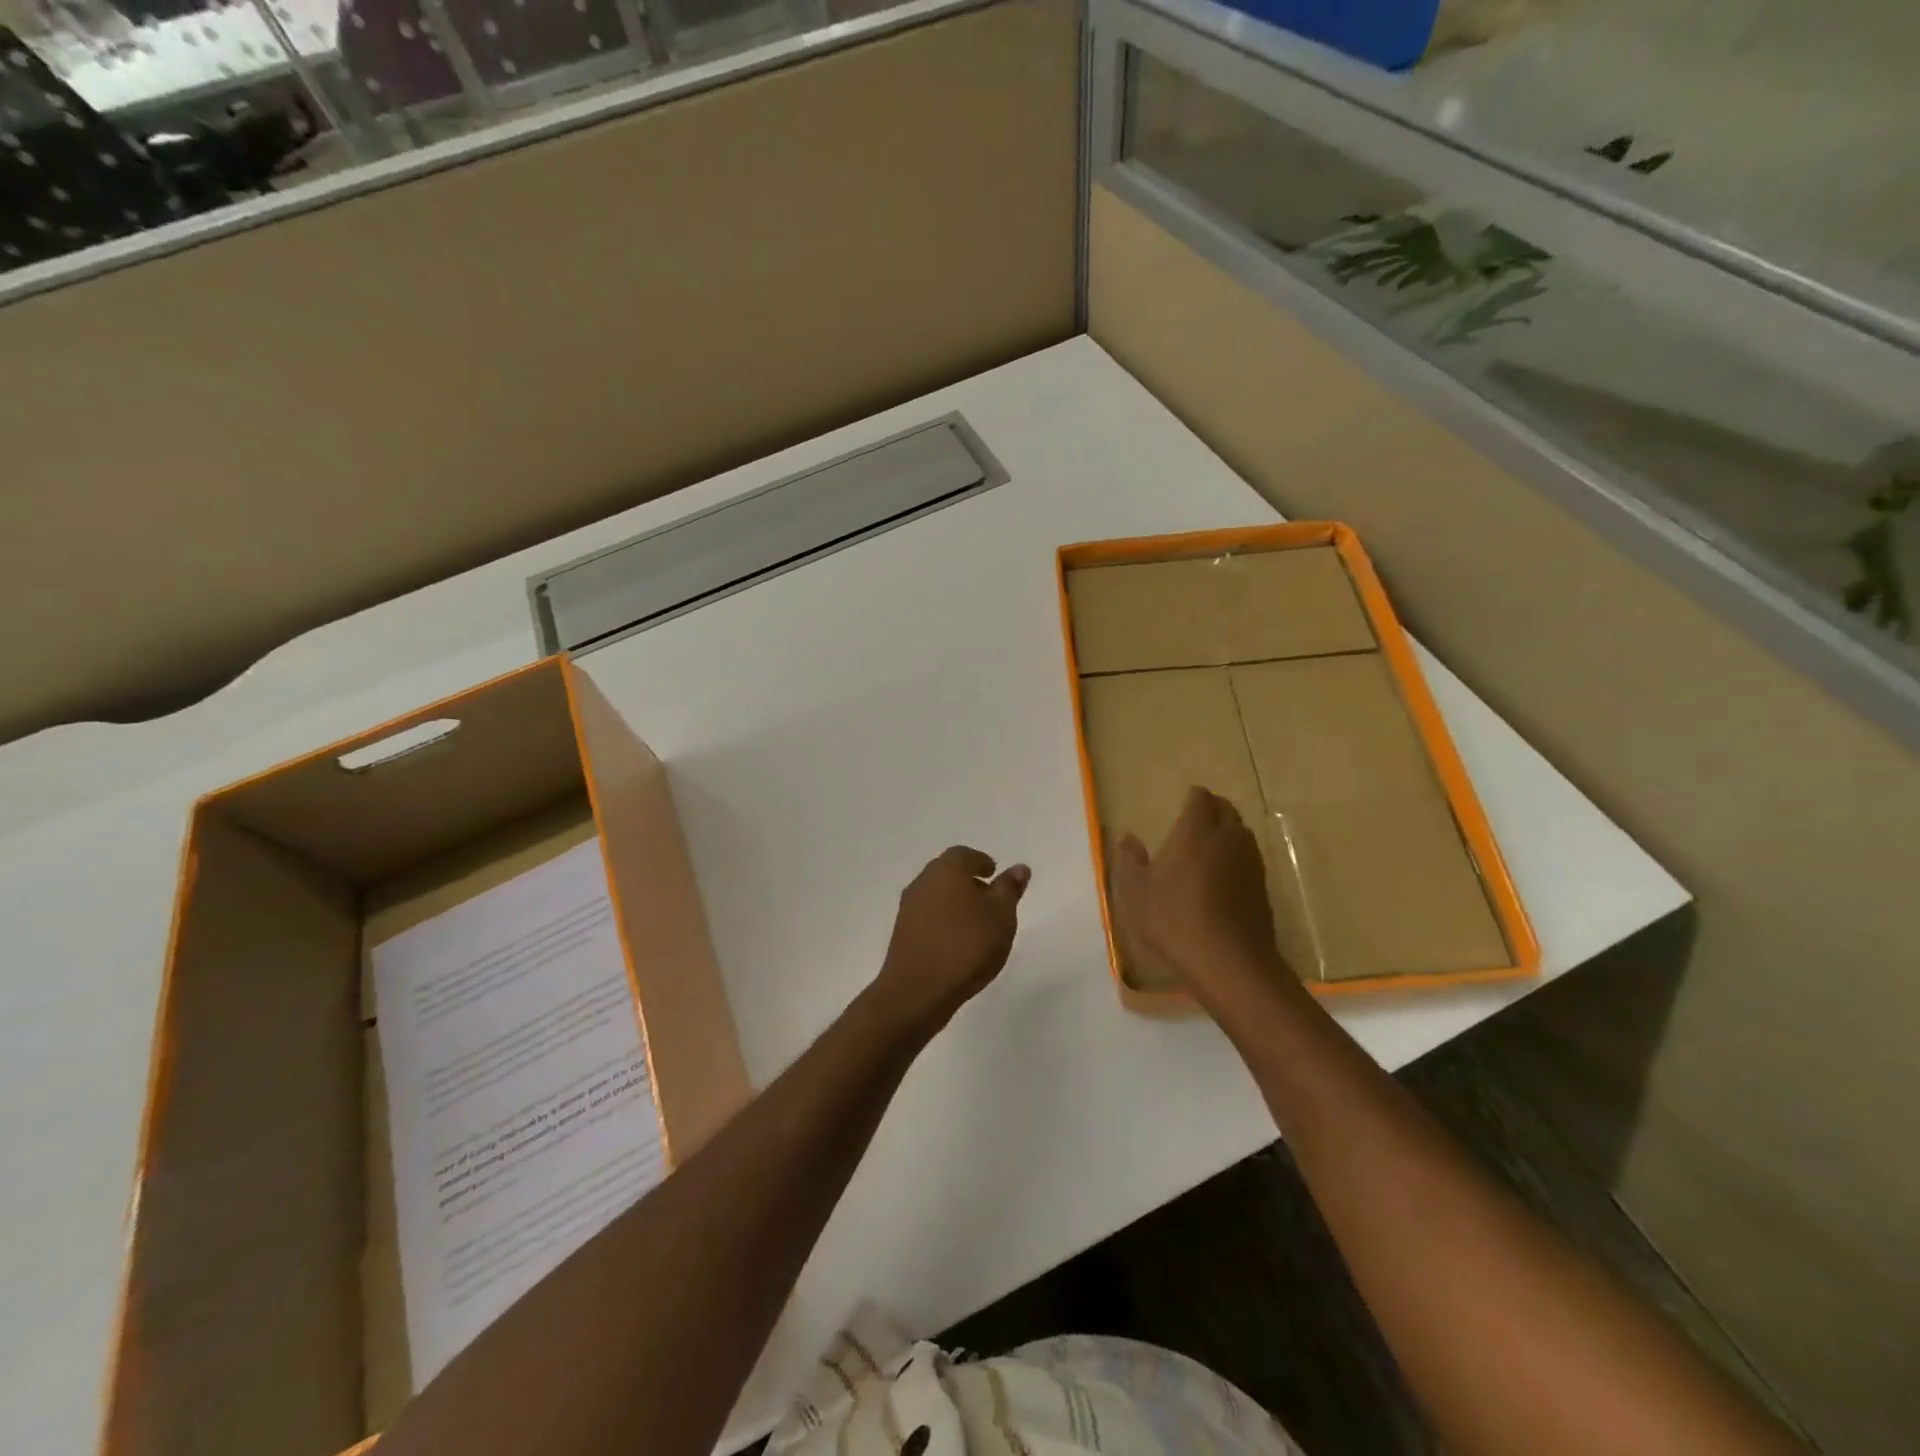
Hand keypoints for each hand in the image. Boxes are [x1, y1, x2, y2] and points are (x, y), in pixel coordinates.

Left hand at [870, 846, 1030, 1035]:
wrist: (918, 990)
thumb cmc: (967, 945)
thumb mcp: (1001, 916)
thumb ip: (1009, 889)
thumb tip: (1019, 868)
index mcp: (947, 869)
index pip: (965, 855)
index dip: (981, 863)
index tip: (994, 874)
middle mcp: (923, 881)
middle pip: (948, 872)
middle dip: (968, 881)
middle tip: (989, 897)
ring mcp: (908, 907)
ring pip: (936, 895)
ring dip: (954, 902)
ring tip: (976, 923)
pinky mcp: (902, 933)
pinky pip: (927, 917)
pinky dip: (943, 921)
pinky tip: (956, 941)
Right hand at [1110, 787, 1292, 1014]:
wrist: (1229, 961)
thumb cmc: (1174, 920)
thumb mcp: (1136, 892)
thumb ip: (1130, 861)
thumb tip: (1127, 837)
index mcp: (1197, 831)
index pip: (1201, 798)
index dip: (1193, 798)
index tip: (1184, 804)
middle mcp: (1228, 838)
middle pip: (1227, 810)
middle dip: (1213, 810)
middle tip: (1196, 821)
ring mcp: (1250, 862)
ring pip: (1242, 834)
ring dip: (1228, 833)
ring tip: (1210, 847)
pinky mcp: (1263, 887)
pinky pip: (1250, 859)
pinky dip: (1238, 858)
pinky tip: (1224, 877)